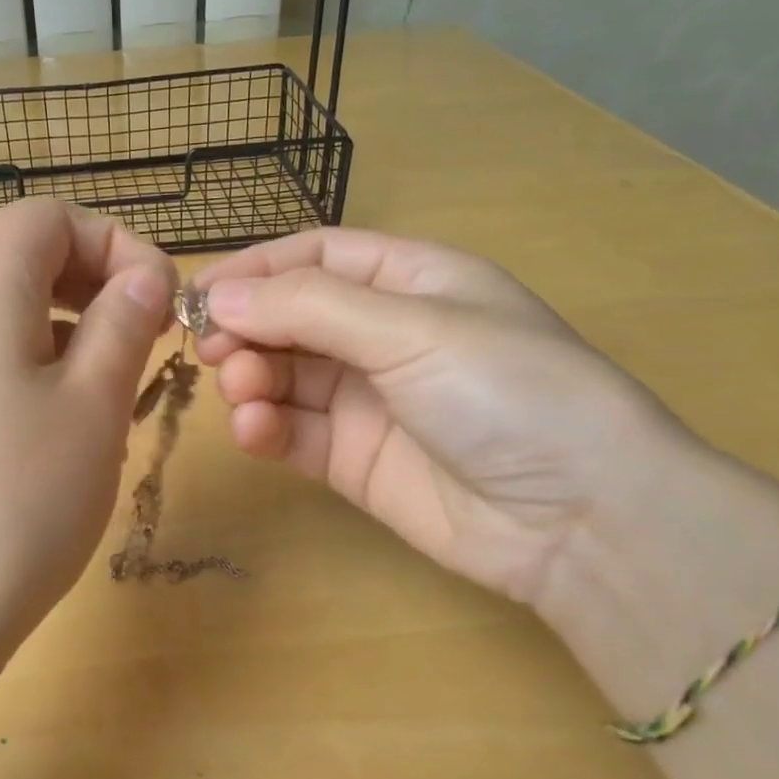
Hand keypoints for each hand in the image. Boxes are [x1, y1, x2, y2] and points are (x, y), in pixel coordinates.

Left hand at [0, 200, 174, 658]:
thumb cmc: (18, 499)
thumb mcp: (93, 403)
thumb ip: (123, 323)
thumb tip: (146, 276)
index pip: (46, 216)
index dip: (112, 240)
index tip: (159, 301)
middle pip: (31, 260)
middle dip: (102, 285)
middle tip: (149, 343)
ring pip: (24, 317)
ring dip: (83, 337)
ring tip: (122, 397)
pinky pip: (5, 365)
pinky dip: (53, 376)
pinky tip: (81, 436)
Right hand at [196, 228, 697, 610]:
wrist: (580, 520)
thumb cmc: (506, 391)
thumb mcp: (411, 327)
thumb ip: (308, 307)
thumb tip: (219, 296)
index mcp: (410, 281)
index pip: (315, 257)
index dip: (256, 269)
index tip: (199, 291)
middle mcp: (384, 334)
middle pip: (290, 316)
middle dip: (246, 327)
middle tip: (209, 349)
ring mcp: (366, 400)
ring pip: (284, 375)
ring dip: (251, 378)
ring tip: (240, 391)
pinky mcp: (351, 458)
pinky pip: (292, 431)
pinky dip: (265, 427)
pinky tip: (255, 431)